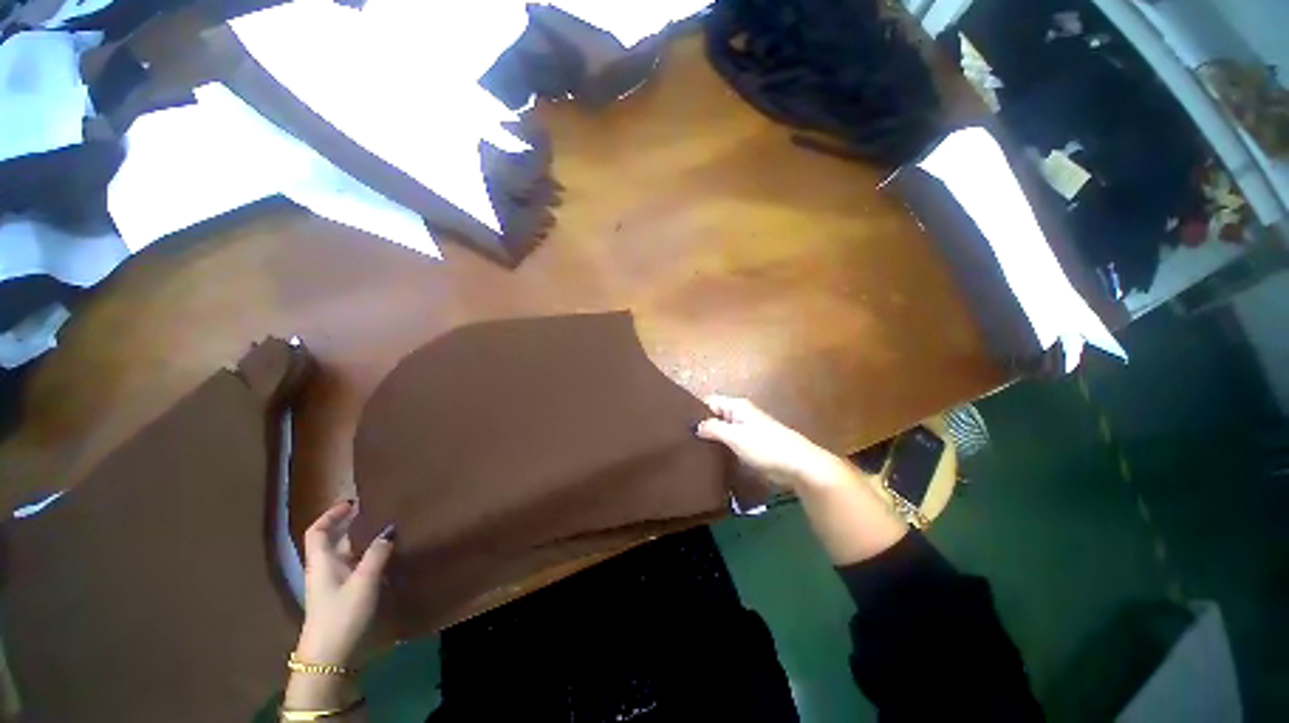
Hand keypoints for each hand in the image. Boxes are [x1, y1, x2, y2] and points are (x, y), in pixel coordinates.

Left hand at [296, 501, 394, 664]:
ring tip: (387, 530)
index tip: (352, 503)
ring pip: (347, 554)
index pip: (318, 531)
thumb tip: (389, 529)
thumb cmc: (342, 614)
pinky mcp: (344, 595)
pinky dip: (368, 557)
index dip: (331, 515)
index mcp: (322, 562)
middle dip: (352, 525)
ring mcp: (334, 583)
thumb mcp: (364, 582)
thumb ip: (377, 554)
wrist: (330, 656)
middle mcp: (325, 569)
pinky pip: (355, 567)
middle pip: (334, 540)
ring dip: (363, 541)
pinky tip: (386, 556)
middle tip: (378, 513)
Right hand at [695, 395, 834, 489]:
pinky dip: (721, 447)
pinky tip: (710, 458)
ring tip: (692, 450)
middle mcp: (740, 414)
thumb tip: (695, 426)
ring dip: (711, 438)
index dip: (695, 411)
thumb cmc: (765, 447)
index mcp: (737, 406)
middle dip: (702, 426)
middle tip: (684, 441)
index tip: (680, 426)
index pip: (709, 402)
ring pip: (722, 430)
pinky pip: (730, 442)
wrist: (798, 465)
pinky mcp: (751, 444)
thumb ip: (713, 428)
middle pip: (715, 415)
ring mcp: (747, 429)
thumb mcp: (735, 436)